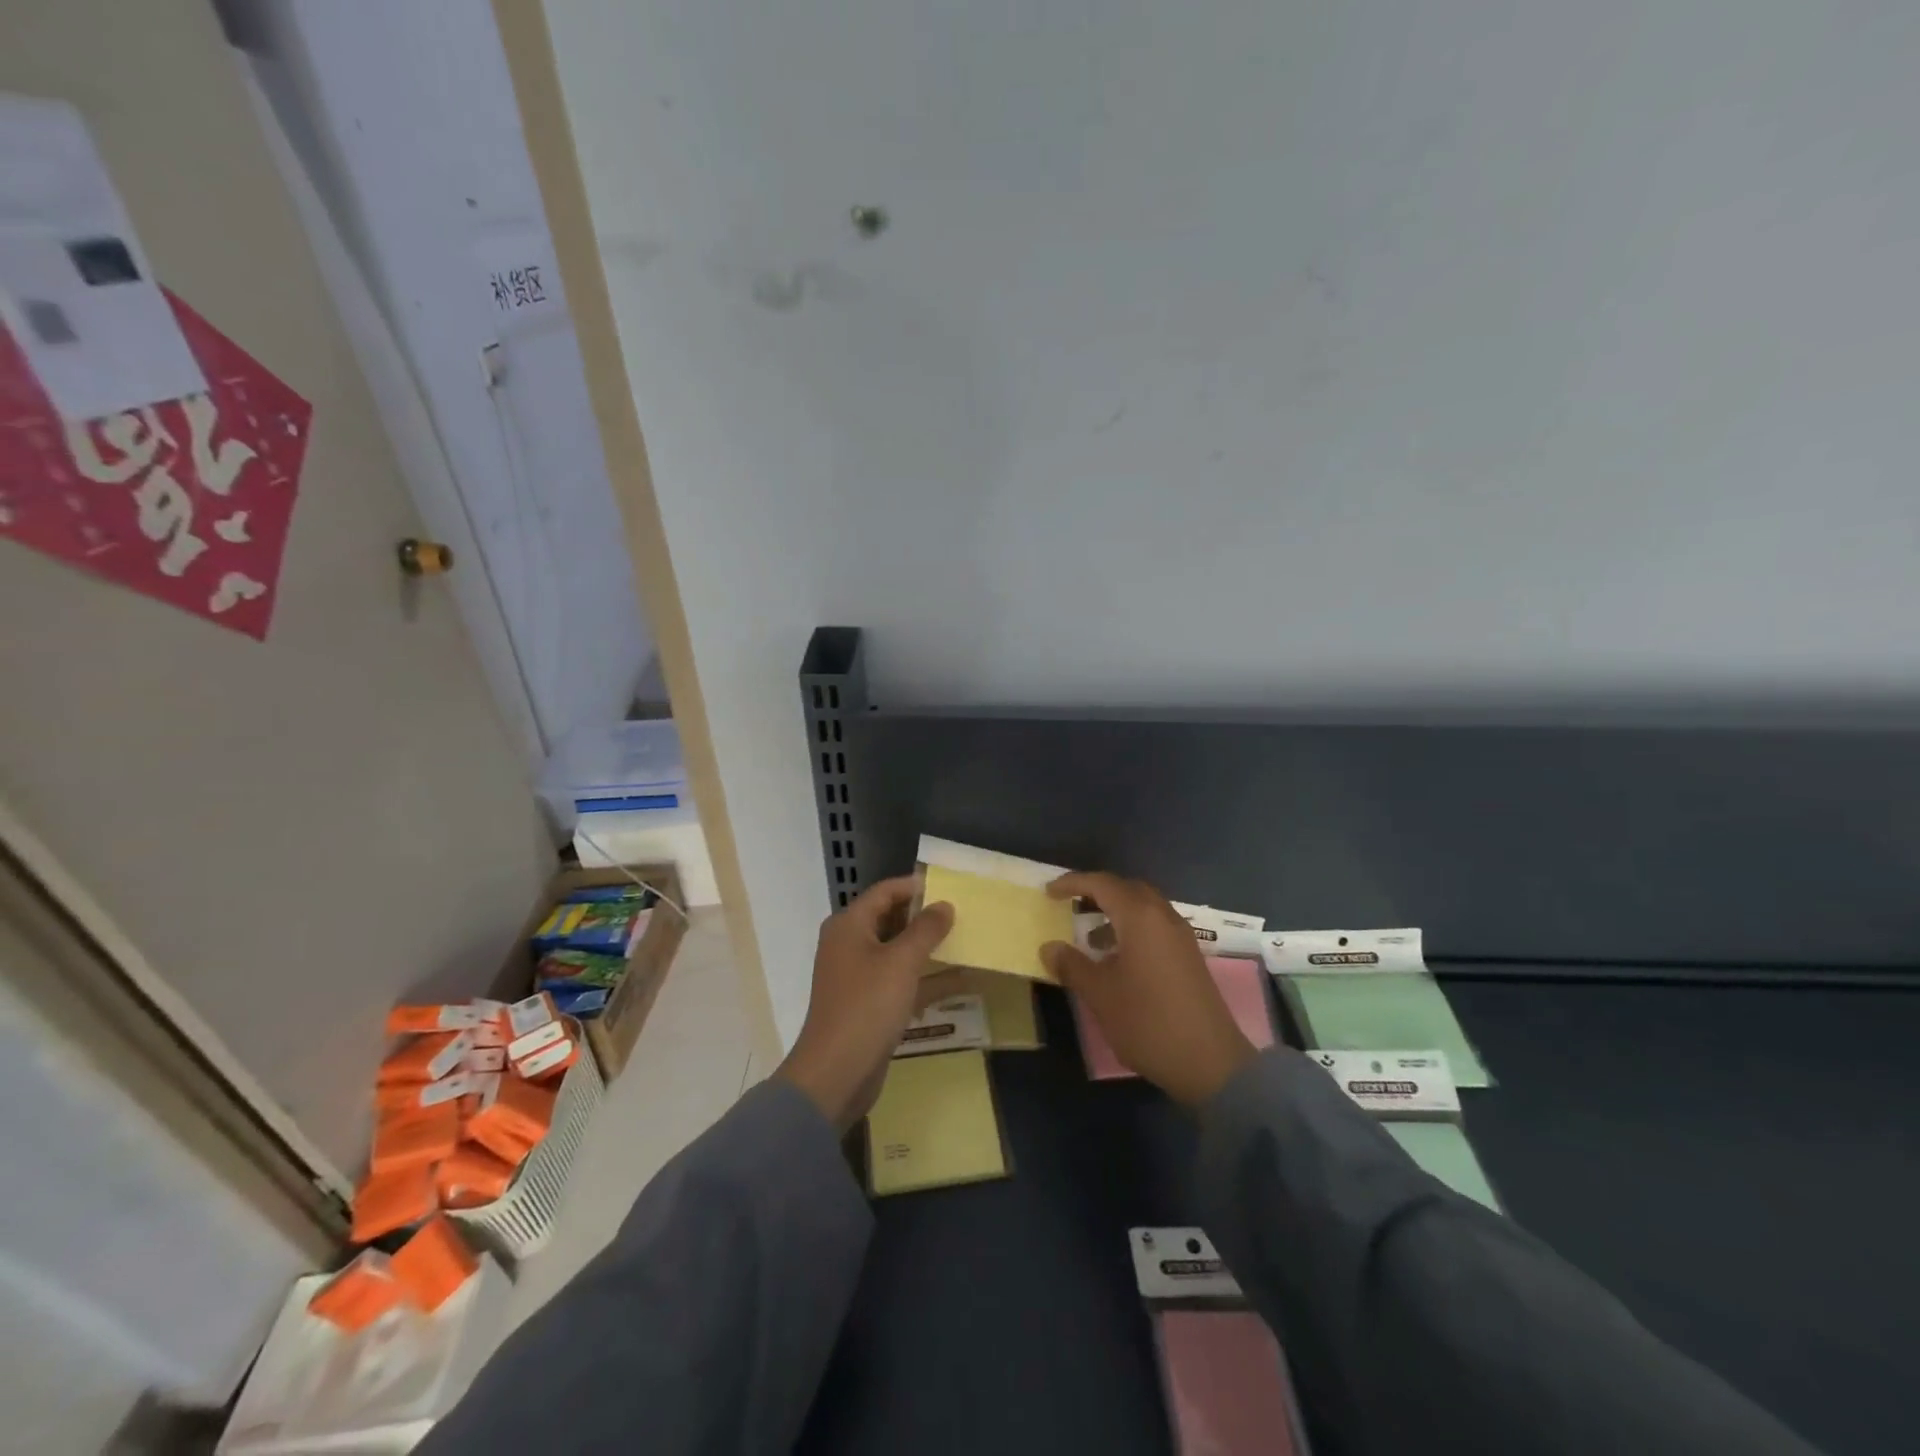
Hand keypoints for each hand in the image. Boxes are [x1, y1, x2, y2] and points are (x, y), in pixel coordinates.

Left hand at [776, 876, 956, 1131]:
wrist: (835, 1073)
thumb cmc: (867, 1007)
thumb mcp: (902, 962)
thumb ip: (926, 930)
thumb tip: (944, 904)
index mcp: (849, 926)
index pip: (884, 892)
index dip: (915, 887)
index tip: (950, 888)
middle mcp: (849, 944)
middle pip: (890, 920)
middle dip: (924, 917)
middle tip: (961, 914)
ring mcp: (857, 976)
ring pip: (897, 952)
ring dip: (928, 949)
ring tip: (965, 942)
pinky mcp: (868, 1004)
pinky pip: (900, 981)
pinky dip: (925, 979)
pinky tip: (959, 981)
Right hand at [1043, 872, 1257, 1106]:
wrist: (1210, 1062)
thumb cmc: (1147, 1021)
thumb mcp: (1100, 994)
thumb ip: (1072, 965)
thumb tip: (1049, 947)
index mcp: (1140, 917)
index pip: (1101, 884)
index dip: (1072, 883)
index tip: (1049, 892)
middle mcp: (1163, 916)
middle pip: (1126, 888)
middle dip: (1097, 891)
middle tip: (1071, 905)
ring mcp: (1180, 936)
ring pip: (1144, 907)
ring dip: (1115, 911)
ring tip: (1090, 937)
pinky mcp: (1189, 956)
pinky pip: (1155, 925)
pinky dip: (1132, 928)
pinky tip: (1117, 958)